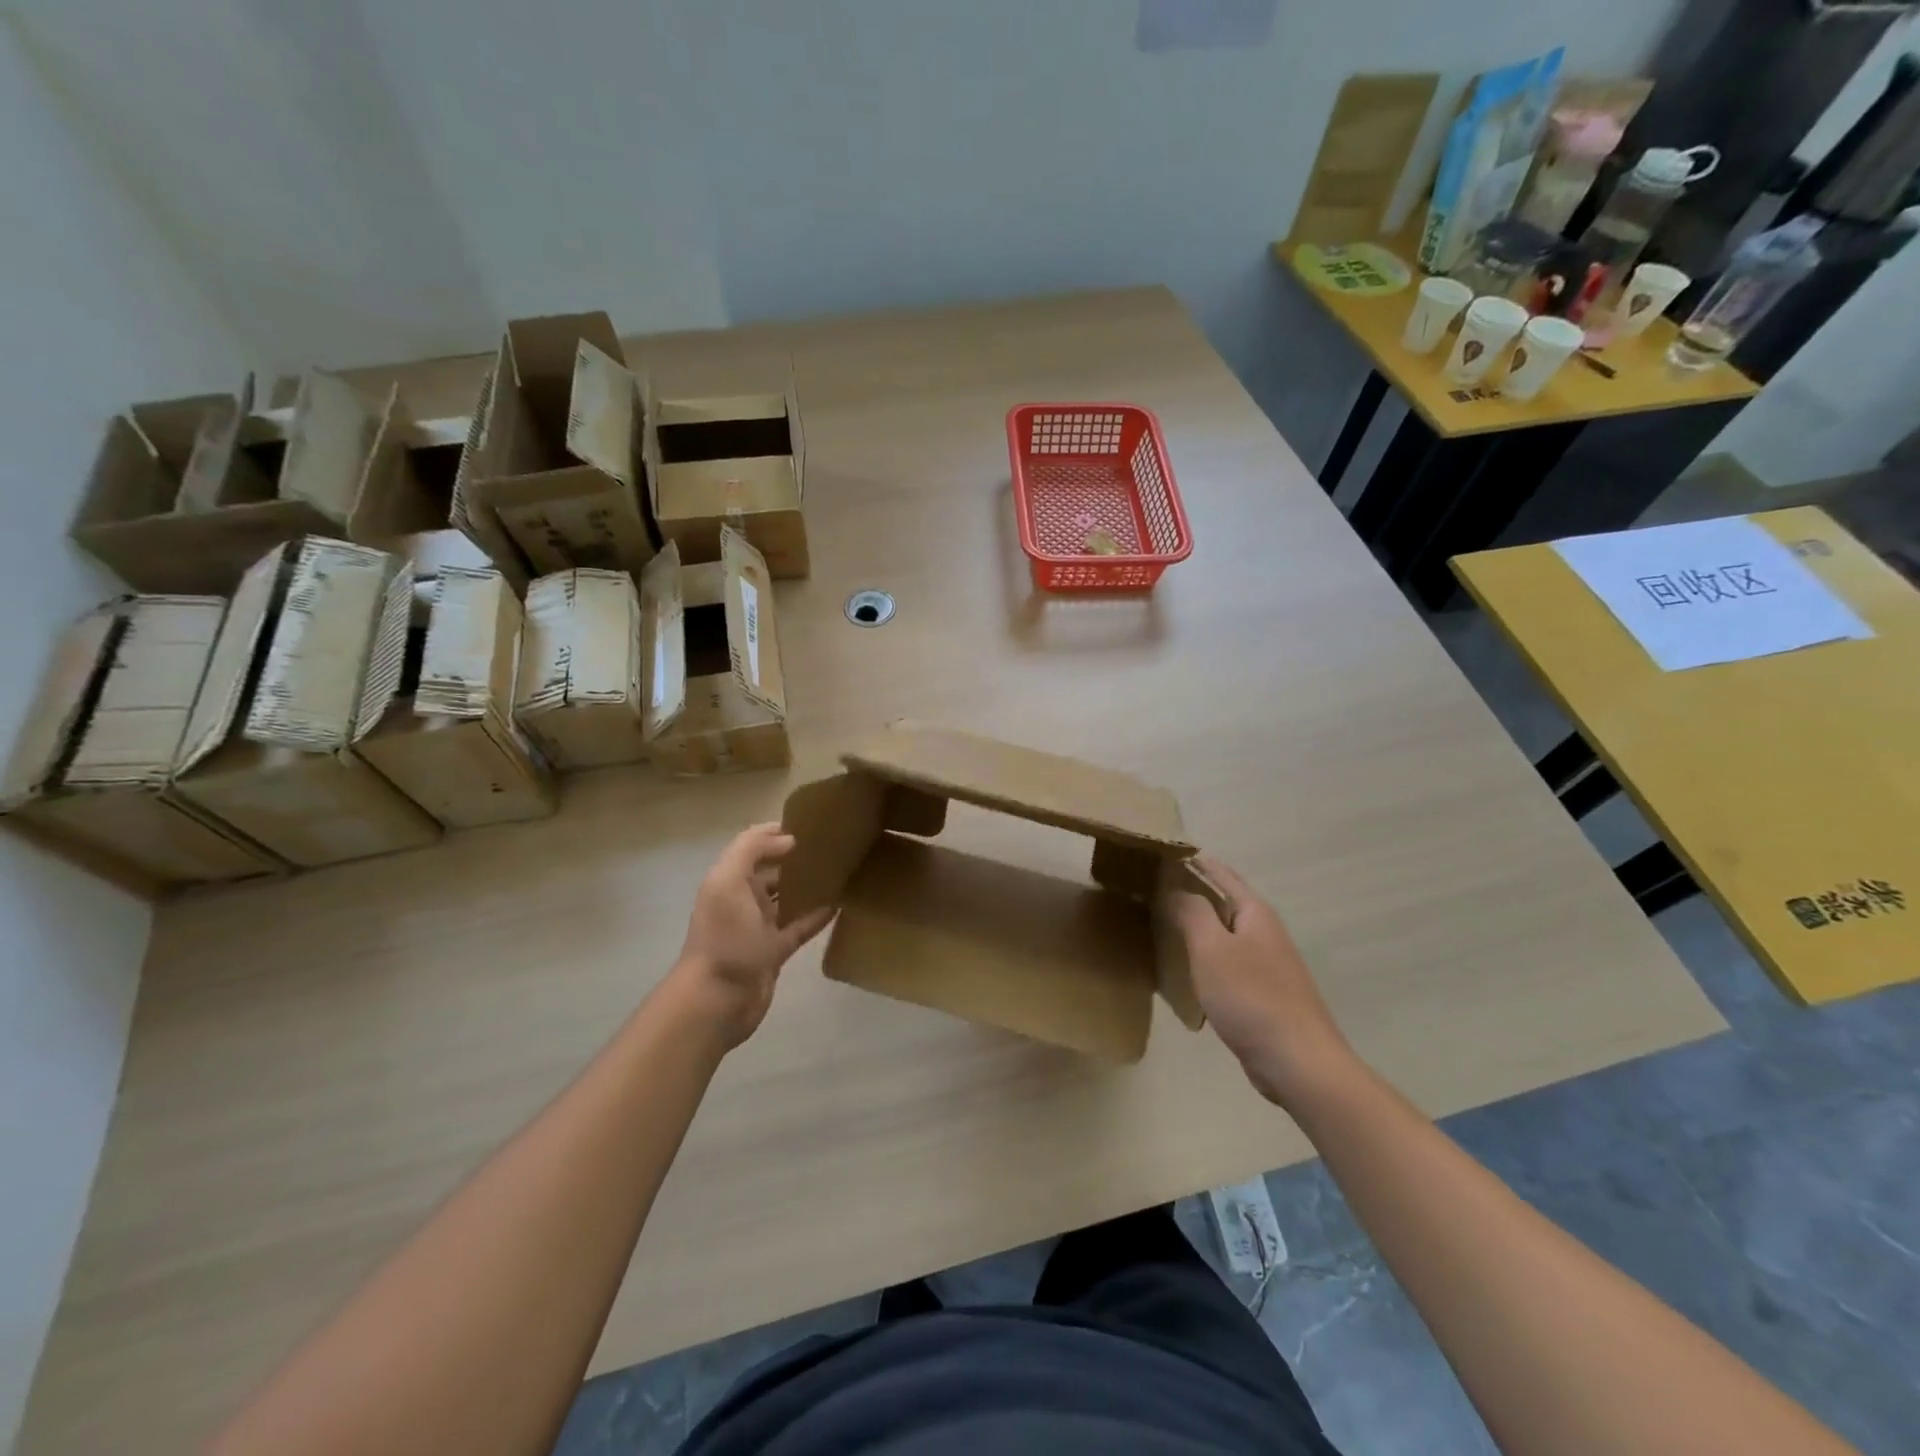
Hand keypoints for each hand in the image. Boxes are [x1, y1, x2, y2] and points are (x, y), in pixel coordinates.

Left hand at [672, 824, 835, 1048]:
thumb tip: (788, 839)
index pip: (753, 845)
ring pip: (786, 898)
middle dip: (795, 857)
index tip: (810, 824)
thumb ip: (751, 850)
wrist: (718, 1000)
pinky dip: (817, 916)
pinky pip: (799, 927)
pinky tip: (840, 904)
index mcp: (728, 879)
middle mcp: (741, 899)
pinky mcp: (775, 951)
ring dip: (807, 885)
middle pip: (771, 870)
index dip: (777, 832)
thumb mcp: (728, 882)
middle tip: (832, 845)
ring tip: (840, 870)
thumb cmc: (724, 937)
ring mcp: (759, 927)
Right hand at [1169, 855, 1356, 1108]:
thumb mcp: (1212, 948)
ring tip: (1159, 921)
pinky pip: (1226, 962)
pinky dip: (1203, 956)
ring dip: (1195, 925)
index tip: (1162, 851)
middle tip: (1150, 886)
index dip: (1193, 861)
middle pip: (1222, 901)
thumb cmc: (1251, 998)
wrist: (1298, 1063)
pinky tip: (1183, 967)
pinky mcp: (1262, 993)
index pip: (1220, 873)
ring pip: (1223, 933)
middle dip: (1191, 891)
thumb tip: (1176, 886)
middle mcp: (1263, 932)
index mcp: (1254, 913)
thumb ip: (1192, 912)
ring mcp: (1266, 963)